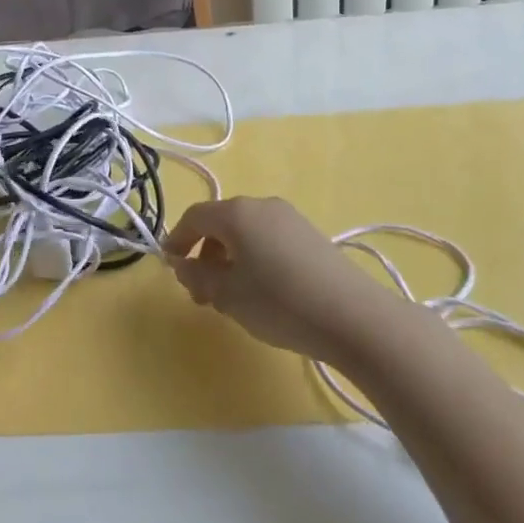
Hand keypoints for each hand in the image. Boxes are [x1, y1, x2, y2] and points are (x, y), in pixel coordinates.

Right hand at [164, 197, 390, 364]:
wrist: (354, 317)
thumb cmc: (280, 302)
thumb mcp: (229, 295)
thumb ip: (198, 277)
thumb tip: (181, 265)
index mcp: (237, 213)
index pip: (195, 217)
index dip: (177, 239)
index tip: (169, 266)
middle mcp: (262, 205)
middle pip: (221, 223)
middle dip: (204, 254)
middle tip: (200, 293)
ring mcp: (290, 218)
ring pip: (245, 232)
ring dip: (229, 258)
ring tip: (230, 297)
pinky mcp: (310, 235)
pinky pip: (268, 239)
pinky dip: (253, 257)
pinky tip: (261, 290)